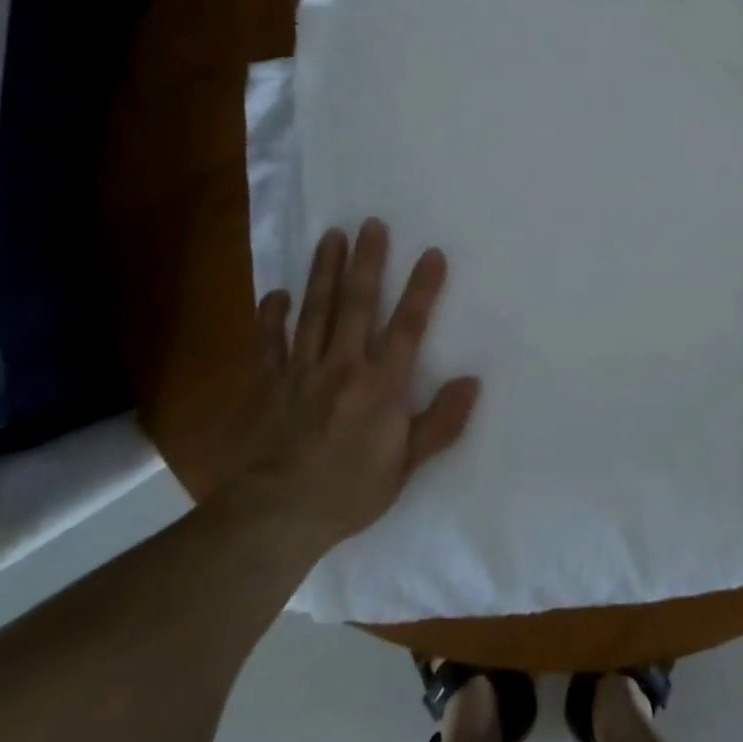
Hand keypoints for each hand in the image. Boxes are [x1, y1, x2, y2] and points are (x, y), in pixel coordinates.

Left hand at [231, 219, 480, 547]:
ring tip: (331, 236)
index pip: (407, 326)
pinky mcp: (269, 383)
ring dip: (323, 272)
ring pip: (315, 311)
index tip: (431, 253)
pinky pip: (270, 342)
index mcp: (380, 384)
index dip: (422, 288)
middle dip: (367, 262)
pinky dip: (271, 316)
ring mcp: (301, 371)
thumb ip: (440, 422)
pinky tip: (275, 294)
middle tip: (371, 223)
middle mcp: (342, 366)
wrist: (273, 518)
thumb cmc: (348, 493)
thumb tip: (472, 381)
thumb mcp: (406, 466)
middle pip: (357, 304)